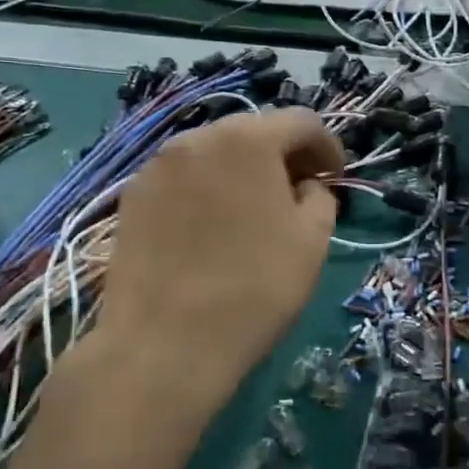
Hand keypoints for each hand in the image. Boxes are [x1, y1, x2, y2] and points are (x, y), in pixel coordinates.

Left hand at [78, 108, 343, 442]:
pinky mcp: (132, 197)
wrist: (164, 346)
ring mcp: (157, 166)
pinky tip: (213, 227)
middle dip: (284, 155)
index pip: (302, 122)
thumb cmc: (254, 287)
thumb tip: (305, 187)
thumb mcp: (313, 240)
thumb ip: (320, 197)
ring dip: (243, 170)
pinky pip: (183, 178)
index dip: (329, 147)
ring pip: (214, 153)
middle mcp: (197, 138)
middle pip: (254, 131)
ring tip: (255, 210)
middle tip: (300, 193)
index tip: (336, 179)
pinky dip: (208, 189)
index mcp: (248, 140)